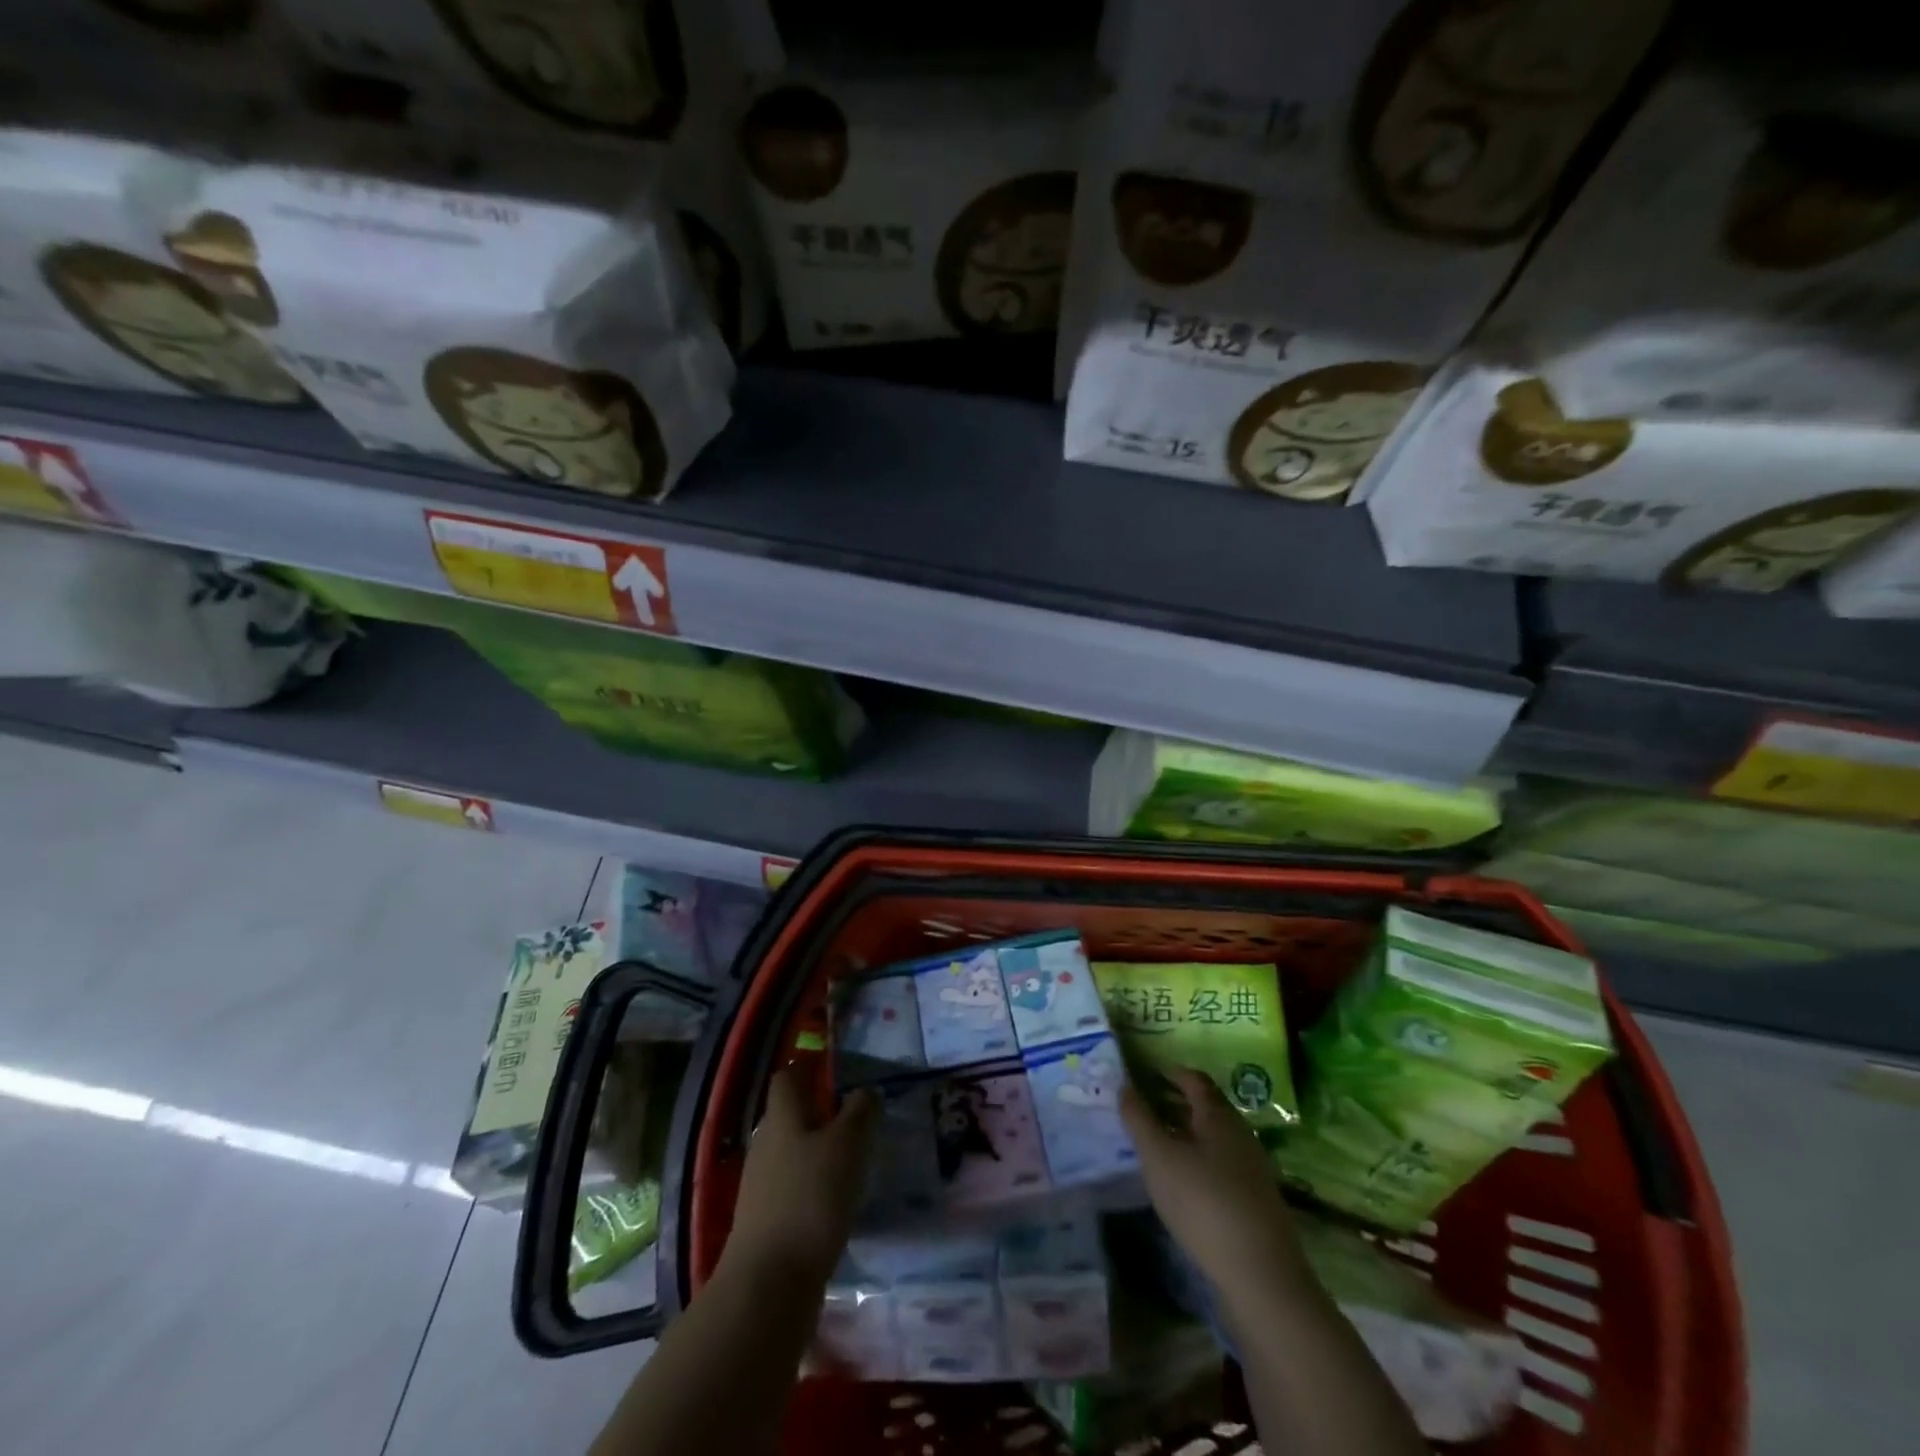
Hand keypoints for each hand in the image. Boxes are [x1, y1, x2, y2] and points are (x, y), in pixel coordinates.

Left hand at [720, 1070, 877, 1289]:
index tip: (838, 1068)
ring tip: (854, 1158)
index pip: (789, 1076)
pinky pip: (792, 1187)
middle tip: (857, 1115)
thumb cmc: (811, 1198)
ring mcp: (761, 1185)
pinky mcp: (766, 1221)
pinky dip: (813, 1185)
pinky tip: (837, 1199)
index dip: (810, 1067)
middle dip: (819, 1110)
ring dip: (818, 1150)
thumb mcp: (848, 1145)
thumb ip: (860, 1112)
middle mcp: (766, 1143)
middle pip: (790, 1114)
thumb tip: (865, 1090)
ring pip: (792, 1151)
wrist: (768, 1286)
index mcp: (782, 1116)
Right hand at [1121, 1066, 1305, 1290]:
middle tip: (1142, 1111)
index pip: (1194, 1079)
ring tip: (1155, 1148)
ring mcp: (1252, 1169)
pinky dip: (1198, 1163)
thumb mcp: (1158, 1157)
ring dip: (1185, 1136)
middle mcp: (1240, 1134)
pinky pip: (1221, 1166)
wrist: (1261, 1276)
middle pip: (1205, 1108)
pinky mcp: (1256, 1202)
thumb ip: (1138, 1119)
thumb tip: (1124, 1085)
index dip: (1169, 1073)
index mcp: (1218, 1115)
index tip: (1144, 1076)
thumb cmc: (1203, 1202)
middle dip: (1174, 1105)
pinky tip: (1182, 1185)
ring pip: (1213, 1139)